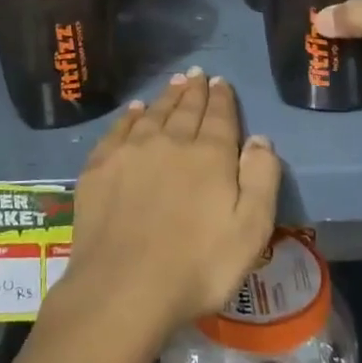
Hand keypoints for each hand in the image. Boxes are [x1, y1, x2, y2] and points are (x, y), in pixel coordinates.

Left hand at [63, 69, 280, 337]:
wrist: (123, 288)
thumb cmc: (197, 266)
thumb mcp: (250, 230)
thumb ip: (261, 179)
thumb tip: (260, 139)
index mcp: (209, 155)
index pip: (219, 116)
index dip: (222, 98)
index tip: (221, 82)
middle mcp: (170, 141)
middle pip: (185, 109)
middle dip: (194, 91)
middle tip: (197, 74)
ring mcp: (131, 151)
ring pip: (153, 113)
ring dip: (166, 96)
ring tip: (174, 83)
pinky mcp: (100, 167)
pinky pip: (120, 129)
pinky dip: (130, 115)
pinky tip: (135, 109)